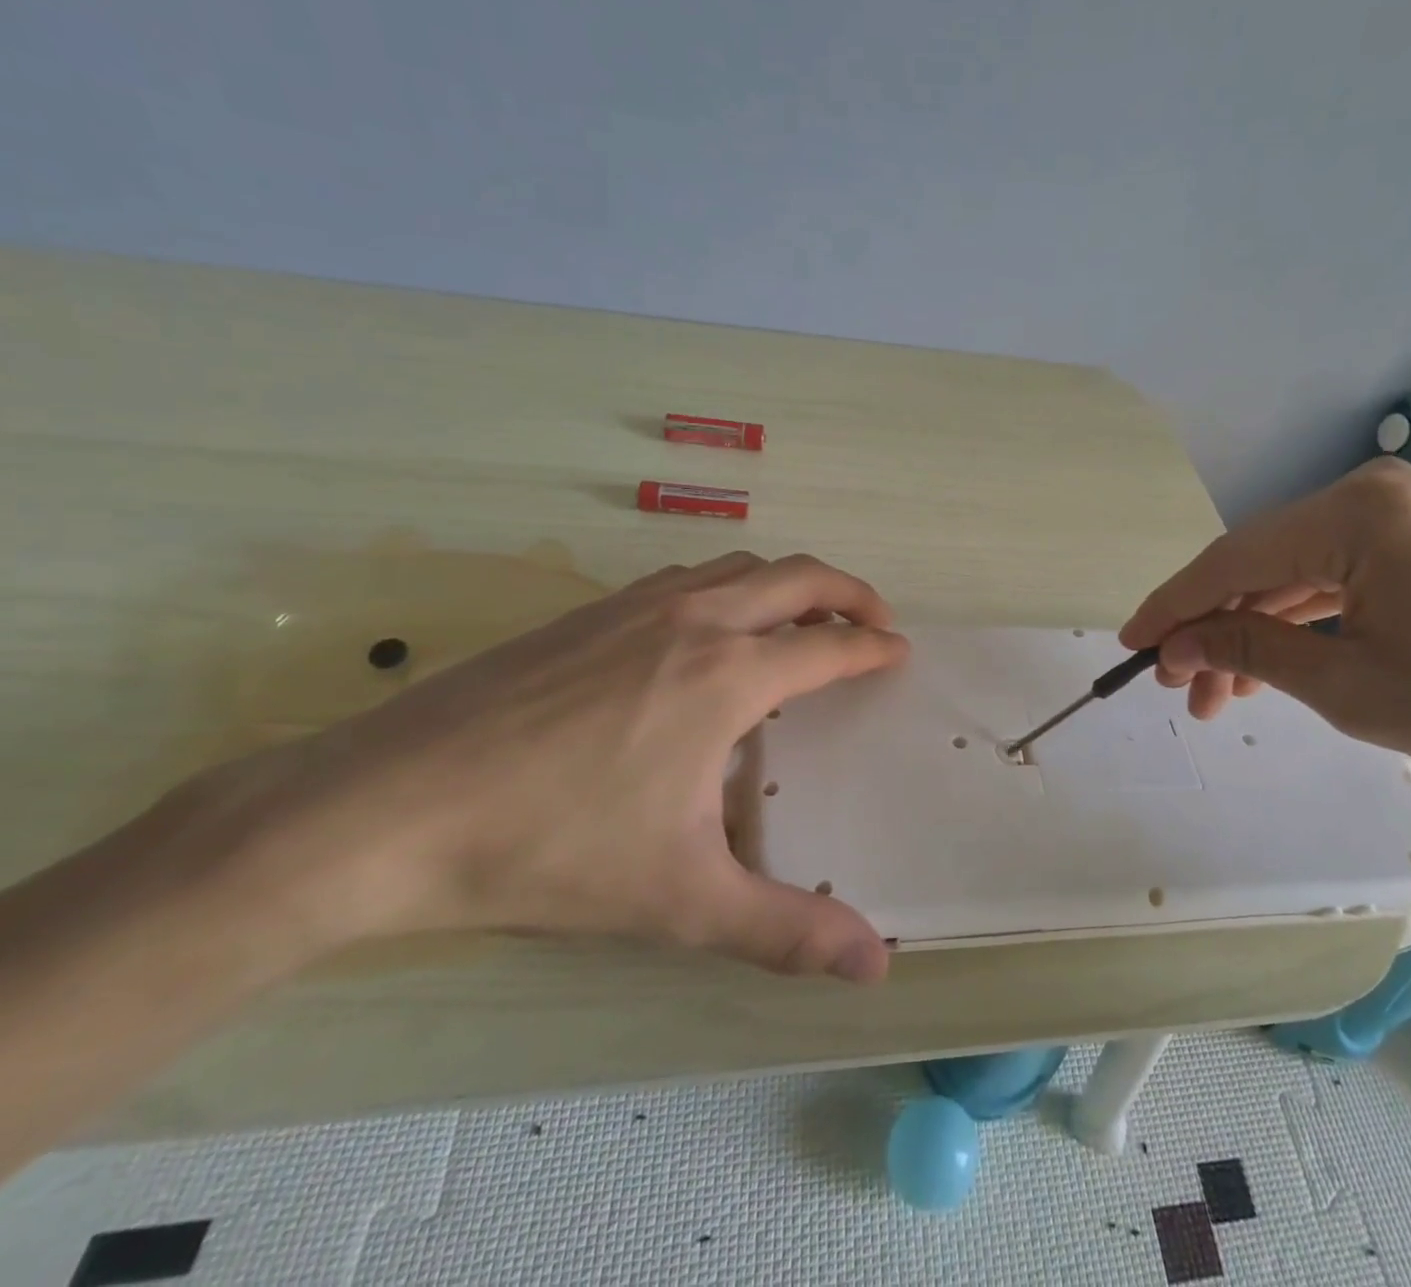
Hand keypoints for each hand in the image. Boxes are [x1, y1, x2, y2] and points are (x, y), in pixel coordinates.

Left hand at [160, 552, 909, 982]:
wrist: (387, 808)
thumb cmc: (550, 848)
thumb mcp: (681, 901)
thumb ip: (786, 930)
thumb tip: (876, 966)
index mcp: (728, 675)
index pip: (830, 643)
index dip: (874, 647)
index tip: (900, 653)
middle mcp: (694, 620)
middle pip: (796, 576)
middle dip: (849, 590)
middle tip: (874, 620)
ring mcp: (636, 606)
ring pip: (739, 567)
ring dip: (787, 583)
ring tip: (801, 621)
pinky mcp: (588, 610)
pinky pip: (686, 578)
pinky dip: (728, 587)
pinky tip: (708, 631)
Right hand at [1118, 458, 1410, 776]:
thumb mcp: (1349, 686)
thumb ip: (1251, 651)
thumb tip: (1176, 645)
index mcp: (1351, 515)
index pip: (1231, 559)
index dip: (1172, 606)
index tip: (1128, 645)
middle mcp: (1367, 495)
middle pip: (1259, 564)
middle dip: (1213, 628)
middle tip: (1176, 685)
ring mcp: (1397, 514)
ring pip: (1293, 574)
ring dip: (1253, 631)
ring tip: (1218, 695)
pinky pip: (1335, 577)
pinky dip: (1299, 621)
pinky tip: (1271, 664)